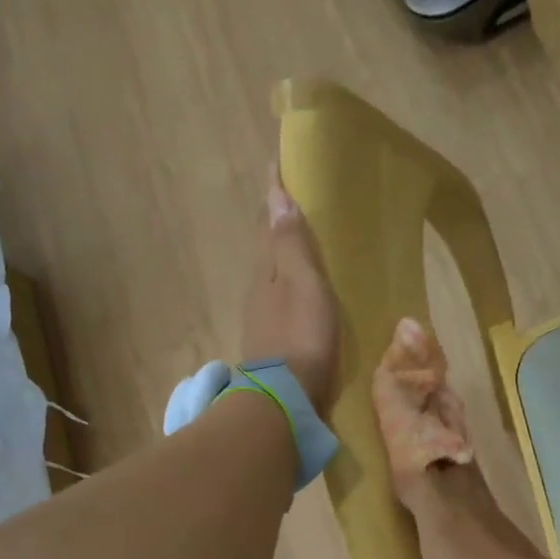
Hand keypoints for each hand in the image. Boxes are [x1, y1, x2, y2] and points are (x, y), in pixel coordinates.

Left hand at [240, 165, 340, 414]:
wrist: (283, 398)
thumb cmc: (299, 337)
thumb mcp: (303, 285)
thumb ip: (291, 244)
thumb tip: (276, 196)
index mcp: (265, 269)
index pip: (267, 221)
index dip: (273, 191)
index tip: (277, 160)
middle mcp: (257, 288)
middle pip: (265, 244)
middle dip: (275, 218)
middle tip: (293, 194)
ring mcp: (261, 316)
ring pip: (270, 271)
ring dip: (281, 250)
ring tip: (300, 236)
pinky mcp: (270, 340)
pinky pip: (279, 297)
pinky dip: (288, 280)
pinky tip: (299, 286)